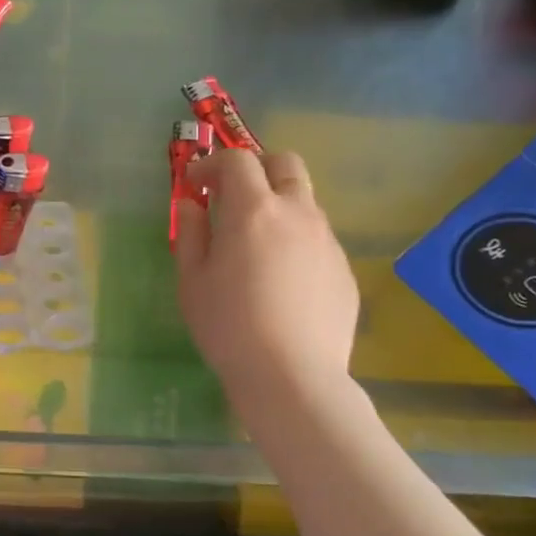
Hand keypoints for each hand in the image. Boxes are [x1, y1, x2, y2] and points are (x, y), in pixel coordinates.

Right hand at [174, 149, 359, 406]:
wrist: (292, 375)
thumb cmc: (228, 325)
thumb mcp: (192, 280)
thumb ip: (191, 233)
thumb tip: (193, 204)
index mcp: (253, 211)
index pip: (237, 160)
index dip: (212, 164)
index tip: (196, 185)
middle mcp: (297, 213)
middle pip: (285, 163)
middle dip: (257, 168)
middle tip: (233, 196)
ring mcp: (327, 240)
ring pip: (304, 201)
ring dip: (277, 205)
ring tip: (256, 245)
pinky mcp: (344, 269)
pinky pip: (318, 238)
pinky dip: (295, 240)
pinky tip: (281, 280)